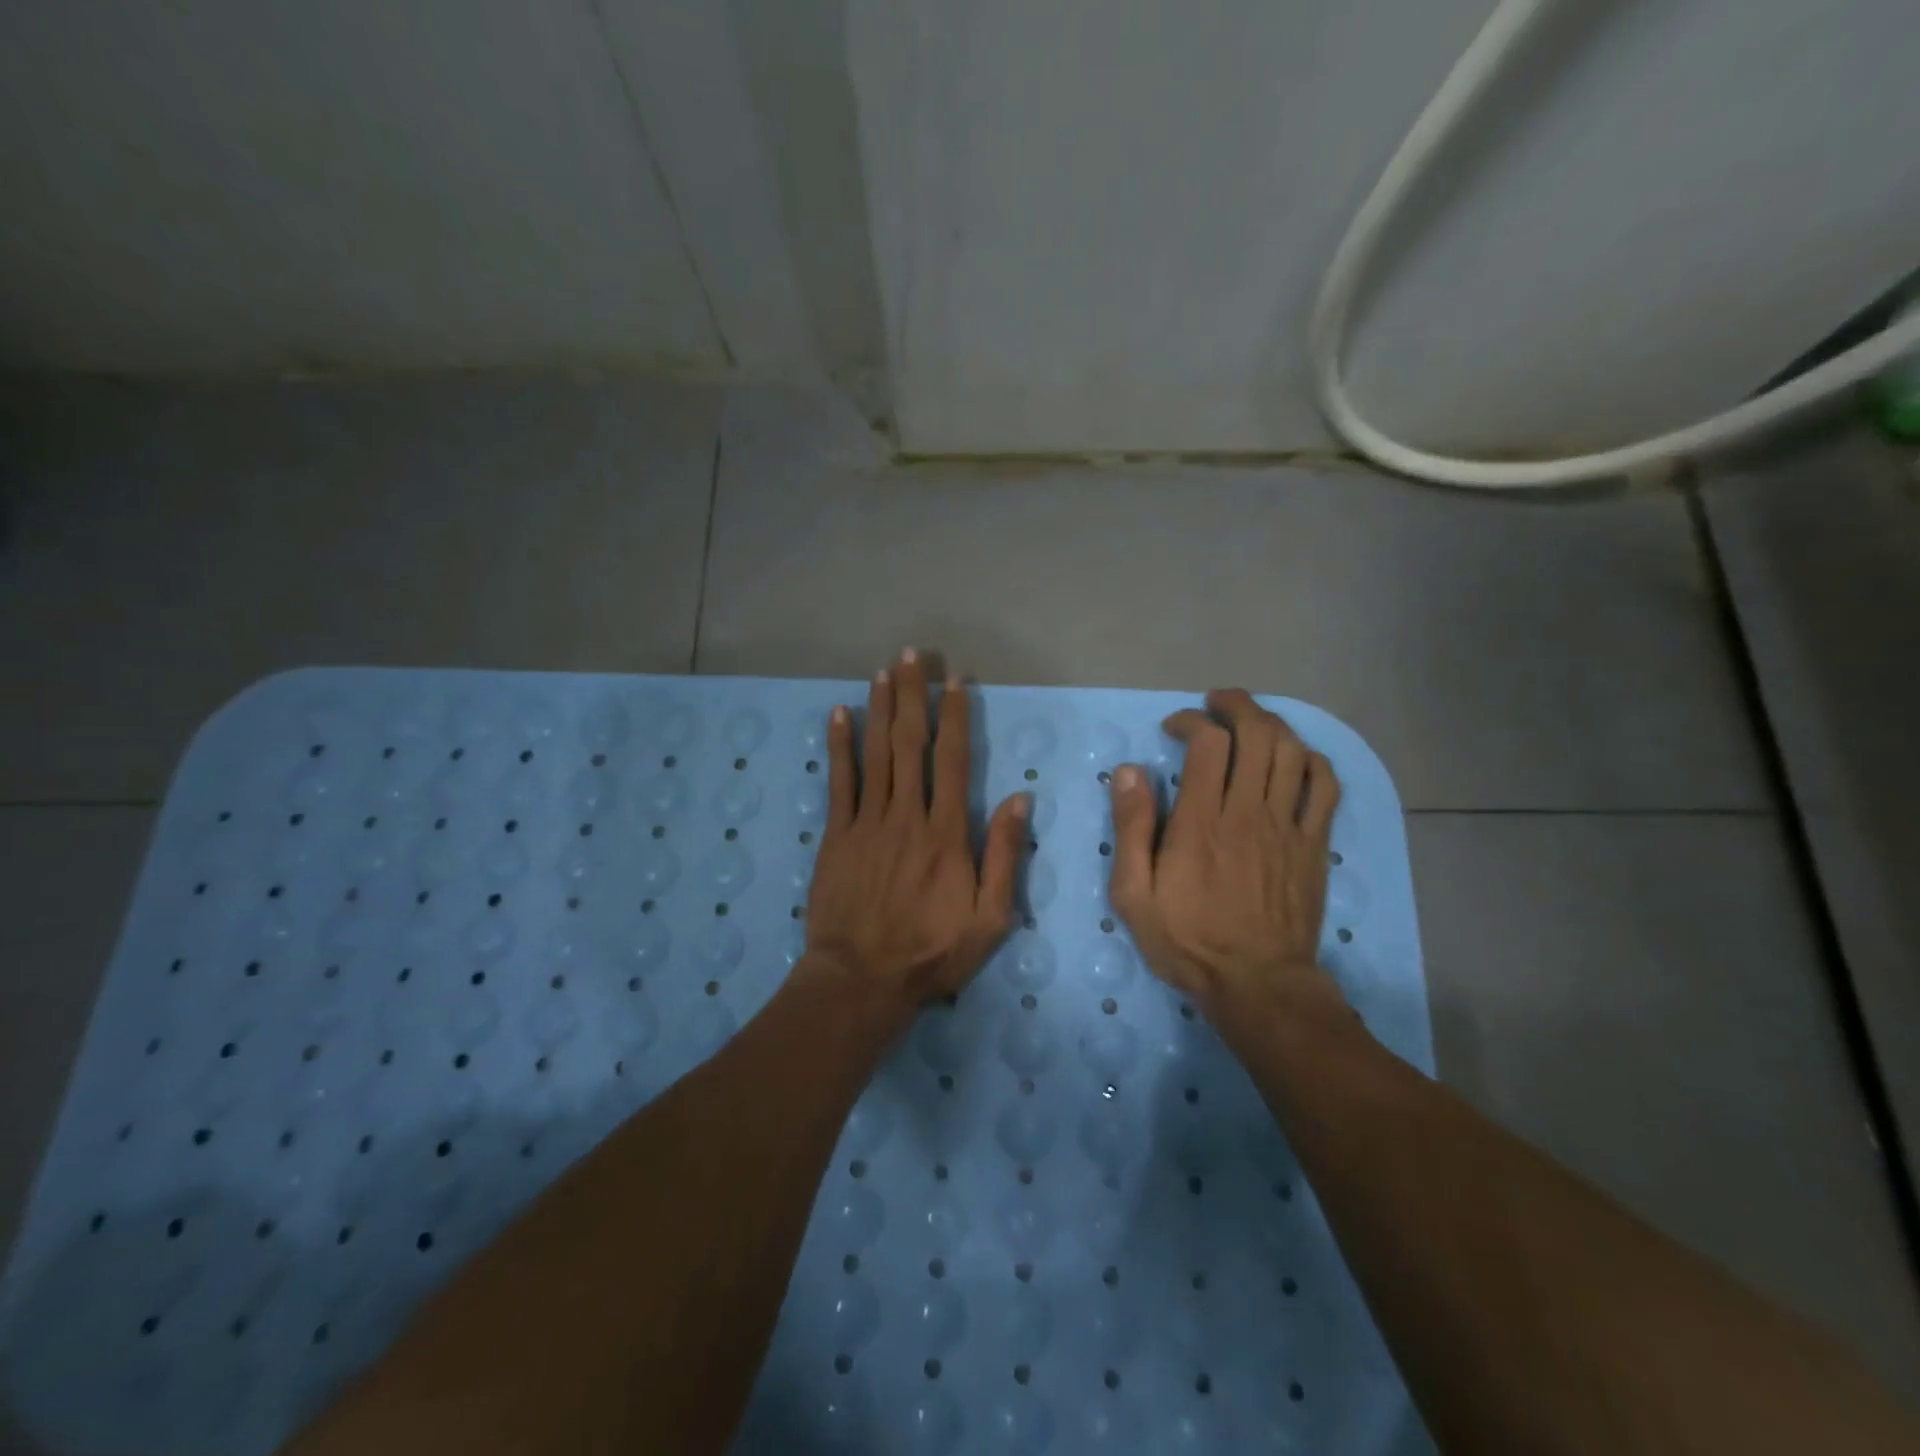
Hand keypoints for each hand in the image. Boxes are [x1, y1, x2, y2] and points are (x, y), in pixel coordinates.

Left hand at [804, 650, 1028, 1009]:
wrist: (862, 979)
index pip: (953, 760)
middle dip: (912, 696)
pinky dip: (839, 746)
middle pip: (911, 744)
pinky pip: (839, 782)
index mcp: (947, 834)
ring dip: (880, 709)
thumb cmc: (932, 952)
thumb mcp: (991, 917)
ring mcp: (867, 823)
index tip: (954, 680)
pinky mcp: (836, 836)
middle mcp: (907, 816)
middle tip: (911, 656)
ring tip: (883, 672)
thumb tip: (1019, 797)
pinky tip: (838, 714)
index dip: (954, 716)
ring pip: (876, 754)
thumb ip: (1004, 855)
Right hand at [1107, 688, 1340, 1016]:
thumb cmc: (1187, 939)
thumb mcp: (1134, 893)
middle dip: (1236, 706)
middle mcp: (1248, 812)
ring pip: (1292, 751)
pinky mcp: (1313, 844)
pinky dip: (1312, 759)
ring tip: (1251, 720)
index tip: (1175, 728)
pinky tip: (1295, 757)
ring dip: (1272, 723)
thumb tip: (1129, 772)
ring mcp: (1287, 826)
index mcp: (1201, 821)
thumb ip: (1131, 828)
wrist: (1257, 984)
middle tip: (1217, 703)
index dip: (1192, 721)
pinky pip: (1325, 786)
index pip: (1208, 743)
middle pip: (1257, 734)